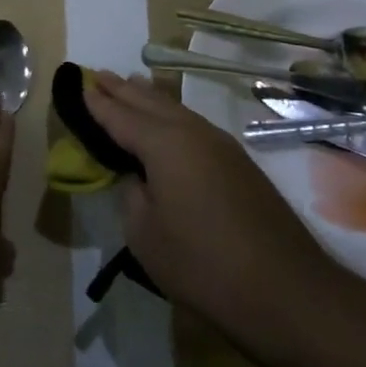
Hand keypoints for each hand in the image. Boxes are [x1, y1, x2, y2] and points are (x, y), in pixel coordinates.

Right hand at [85, 71, 338, 330]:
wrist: (288, 292)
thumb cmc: (203, 265)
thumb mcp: (146, 235)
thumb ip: (132, 195)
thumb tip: (140, 178)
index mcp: (164, 144)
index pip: (120, 116)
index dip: (97, 102)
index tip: (78, 83)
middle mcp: (192, 133)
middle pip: (149, 102)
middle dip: (122, 89)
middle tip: (98, 74)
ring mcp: (221, 145)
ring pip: (175, 109)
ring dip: (149, 97)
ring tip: (130, 84)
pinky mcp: (240, 164)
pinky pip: (193, 124)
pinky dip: (171, 115)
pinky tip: (168, 120)